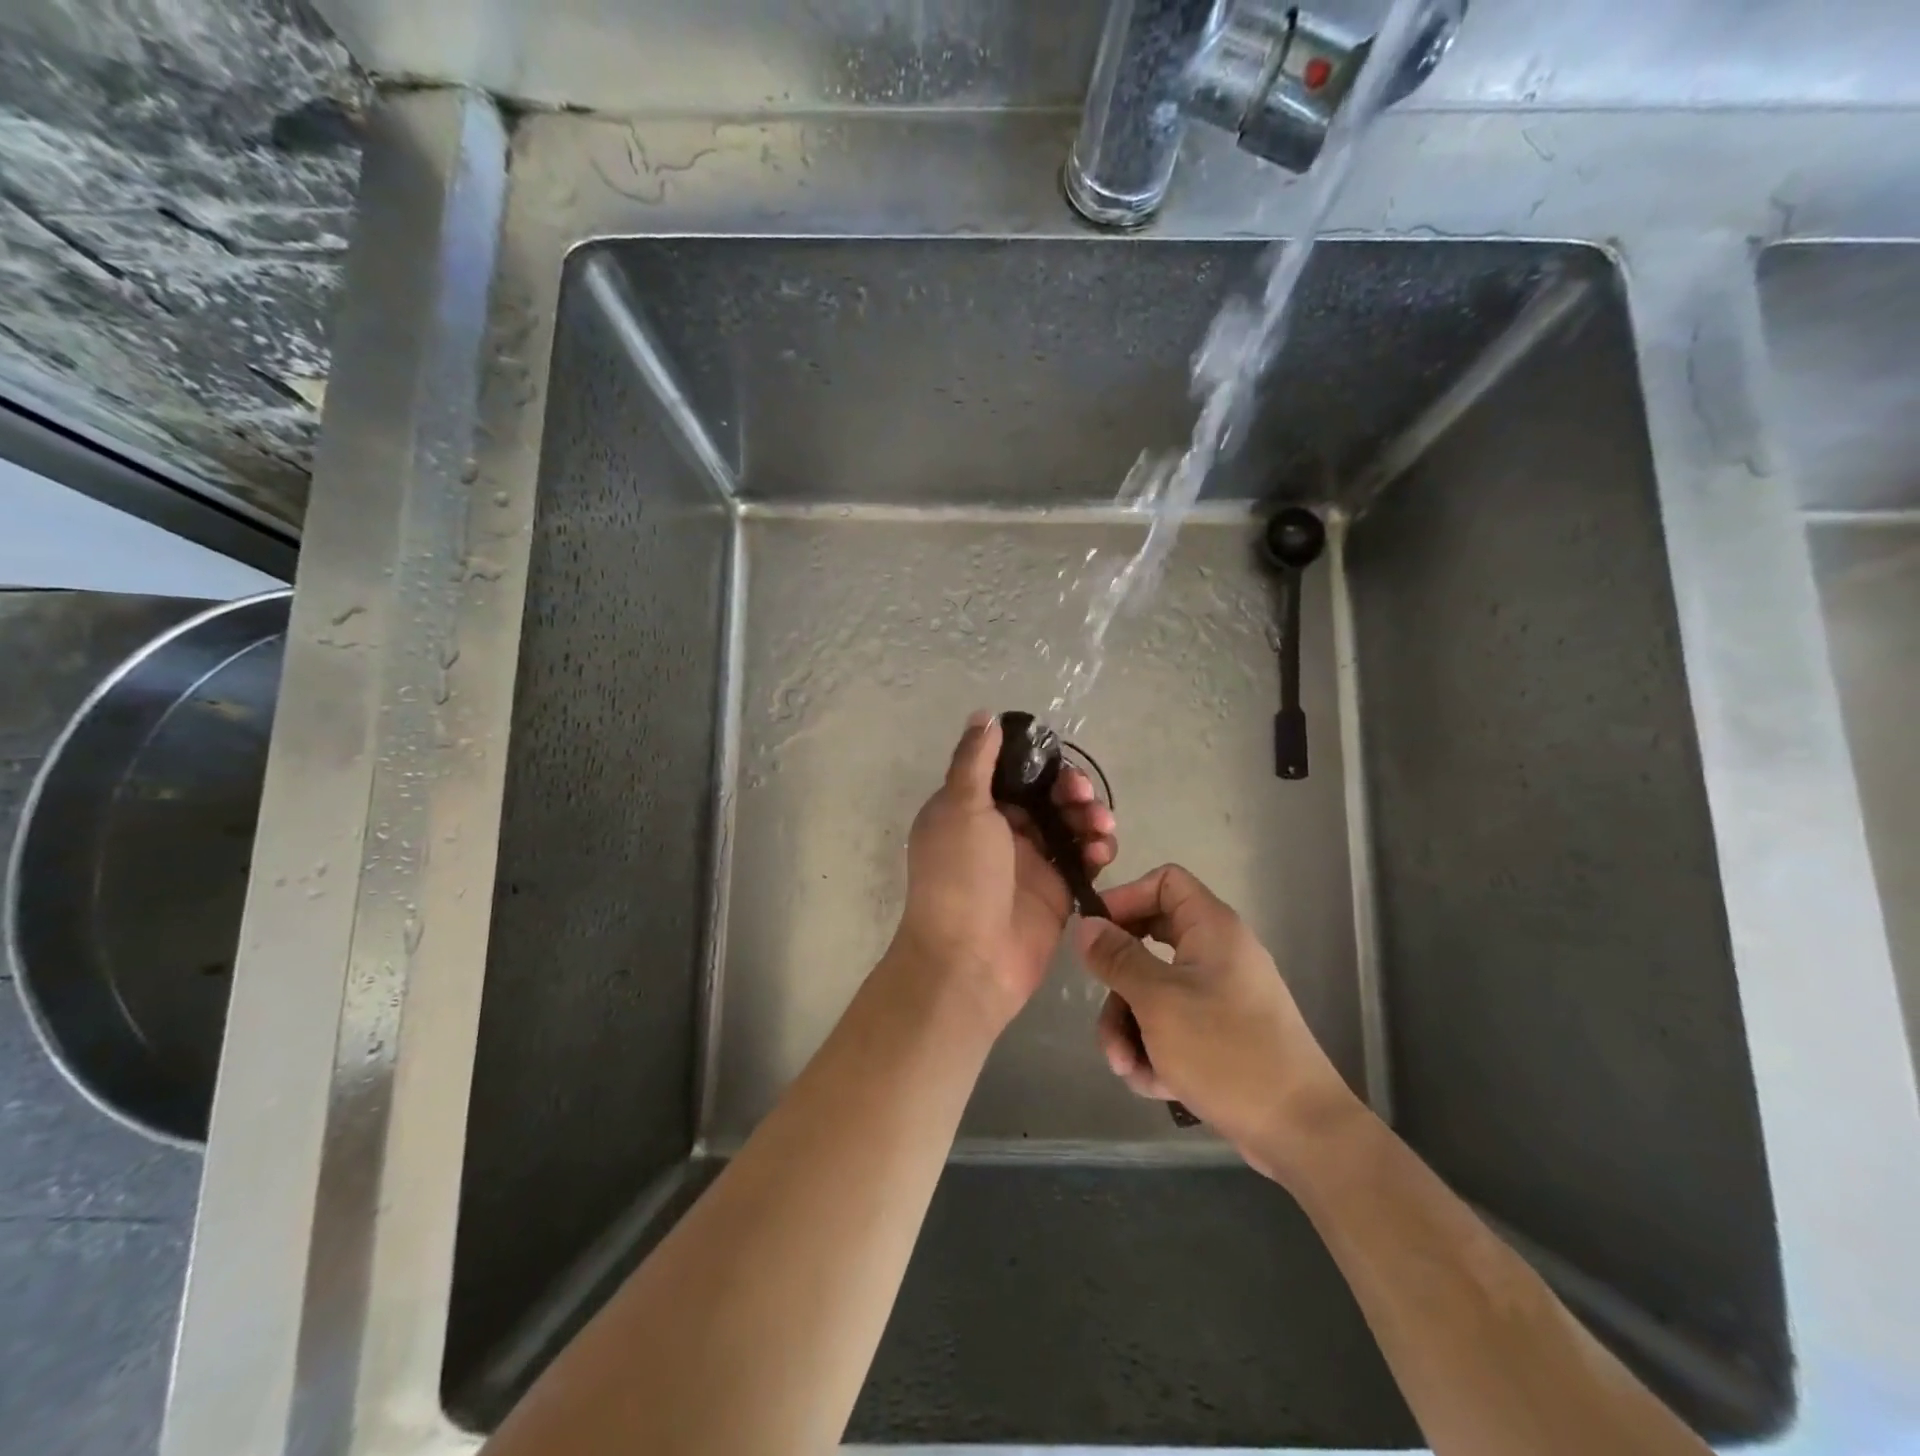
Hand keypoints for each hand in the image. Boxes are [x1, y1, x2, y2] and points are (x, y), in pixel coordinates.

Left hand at [892, 712, 1116, 1031]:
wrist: (969, 960)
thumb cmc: (960, 877)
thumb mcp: (960, 808)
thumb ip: (976, 761)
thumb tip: (984, 716)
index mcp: (970, 808)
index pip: (1010, 772)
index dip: (1037, 762)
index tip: (1059, 761)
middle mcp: (1000, 831)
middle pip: (1045, 796)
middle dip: (1070, 789)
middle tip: (1082, 795)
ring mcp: (1030, 862)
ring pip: (1068, 824)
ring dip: (1089, 816)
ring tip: (1100, 825)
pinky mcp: (1056, 891)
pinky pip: (1082, 859)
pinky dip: (1096, 849)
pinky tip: (1102, 850)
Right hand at [1073, 864, 1362, 1185]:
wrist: (1300, 1131)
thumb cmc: (1226, 1052)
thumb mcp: (1158, 1001)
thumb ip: (1117, 958)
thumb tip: (1086, 924)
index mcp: (1211, 928)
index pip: (1164, 882)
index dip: (1126, 898)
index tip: (1095, 933)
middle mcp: (1216, 954)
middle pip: (1147, 943)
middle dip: (1117, 987)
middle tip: (1104, 1013)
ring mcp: (1219, 996)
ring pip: (1153, 992)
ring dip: (1130, 1028)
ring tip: (1127, 1068)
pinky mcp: (1220, 1034)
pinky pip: (1172, 1026)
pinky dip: (1155, 1051)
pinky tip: (1153, 1084)